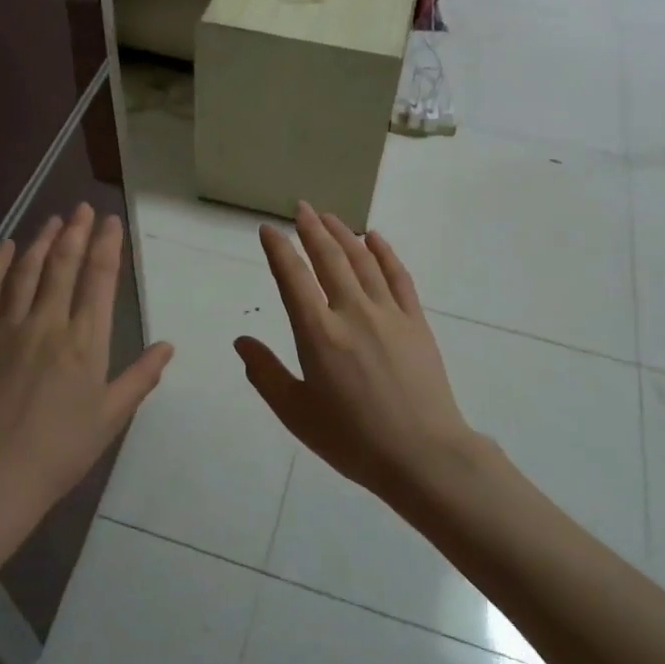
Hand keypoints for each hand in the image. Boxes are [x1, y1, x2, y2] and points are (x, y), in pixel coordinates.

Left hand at [0, 204, 173, 529]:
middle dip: (75, 232)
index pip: (99, 280)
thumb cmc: (61, 451)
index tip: (110, 222)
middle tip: (81, 208)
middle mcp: (48, 324)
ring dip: (41, 241)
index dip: (106, 245)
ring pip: (27, 272)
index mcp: (85, 342)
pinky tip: (6, 248)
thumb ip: (140, 378)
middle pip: (63, 265)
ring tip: (52, 220)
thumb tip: (168, 346)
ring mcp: (8, 329)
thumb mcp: (111, 418)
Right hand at [235, 202, 474, 499]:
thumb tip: (241, 341)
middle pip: (329, 258)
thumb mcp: (296, 413)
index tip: (268, 229)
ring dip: (343, 234)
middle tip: (301, 208)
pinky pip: (398, 276)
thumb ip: (266, 374)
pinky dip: (384, 253)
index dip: (278, 249)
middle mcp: (352, 312)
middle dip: (311, 229)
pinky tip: (375, 239)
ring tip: (329, 217)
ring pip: (362, 260)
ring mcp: (388, 313)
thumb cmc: (352, 439)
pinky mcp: (415, 321)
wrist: (423, 455)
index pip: (293, 278)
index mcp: (318, 333)